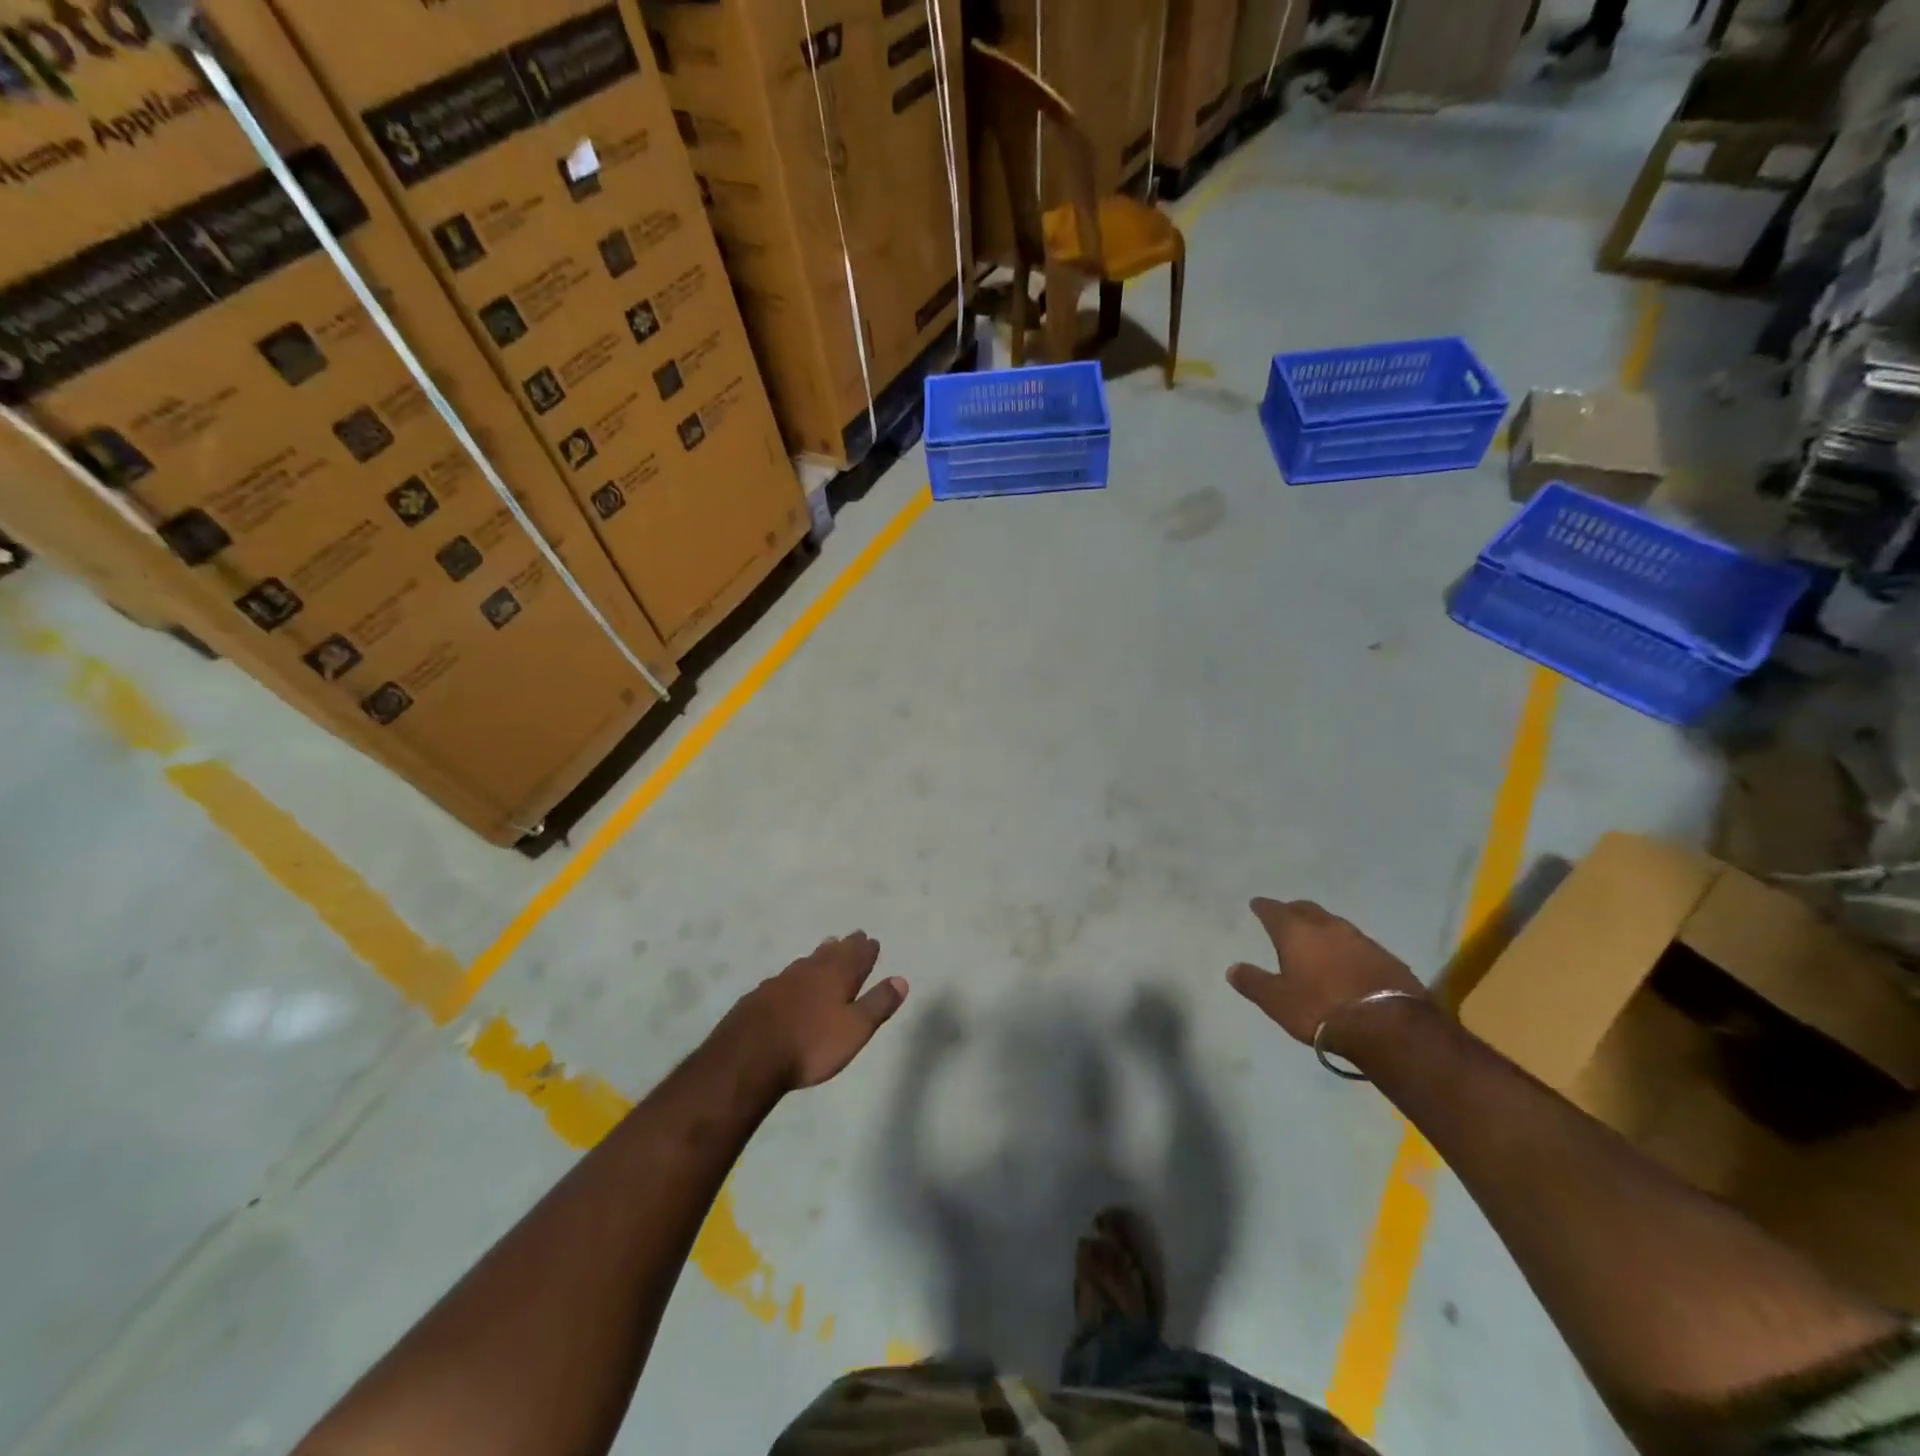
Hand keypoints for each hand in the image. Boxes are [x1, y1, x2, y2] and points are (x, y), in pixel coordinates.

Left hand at [722, 932, 907, 1090]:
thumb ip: (878, 1003)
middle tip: (853, 936)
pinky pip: (785, 977)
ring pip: (807, 961)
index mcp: (836, 975)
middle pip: (832, 952)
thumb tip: (901, 979)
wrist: (748, 1057)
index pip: (857, 956)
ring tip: (826, 948)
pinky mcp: (759, 996)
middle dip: (845, 945)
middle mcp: (809, 970)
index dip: (867, 949)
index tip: (872, 940)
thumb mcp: (855, 1029)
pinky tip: (790, 981)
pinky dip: (796, 974)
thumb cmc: (811, 1044)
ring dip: (820, 954)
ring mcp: (781, 981)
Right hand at [1227, 899, 1427, 1048]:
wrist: (1388, 1025)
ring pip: (1333, 923)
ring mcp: (1359, 939)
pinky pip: (1356, 942)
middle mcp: (1327, 927)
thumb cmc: (1321, 1009)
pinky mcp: (1385, 956)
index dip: (1263, 907)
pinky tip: (1345, 959)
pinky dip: (1344, 946)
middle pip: (1306, 909)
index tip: (1257, 904)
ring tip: (1315, 937)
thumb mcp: (1278, 1001)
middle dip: (1293, 910)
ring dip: (1321, 927)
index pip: (1274, 910)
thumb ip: (1254, 982)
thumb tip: (1232, 969)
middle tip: (1285, 916)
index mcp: (1296, 932)